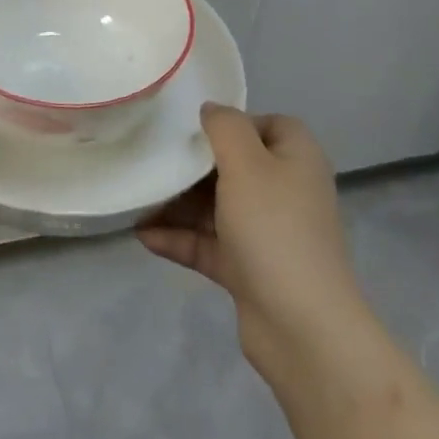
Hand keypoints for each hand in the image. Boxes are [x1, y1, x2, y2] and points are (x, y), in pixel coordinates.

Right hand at [139, 105, 377, 387]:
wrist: (302, 327)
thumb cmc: (274, 228)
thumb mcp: (246, 163)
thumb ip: (225, 127)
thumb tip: (211, 110)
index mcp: (295, 159)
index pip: (267, 124)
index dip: (233, 122)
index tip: (193, 129)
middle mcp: (285, 191)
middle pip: (233, 166)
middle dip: (190, 166)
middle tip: (153, 161)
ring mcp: (267, 233)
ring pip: (215, 206)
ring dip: (177, 204)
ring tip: (136, 201)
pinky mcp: (249, 268)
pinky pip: (208, 243)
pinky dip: (179, 238)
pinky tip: (143, 236)